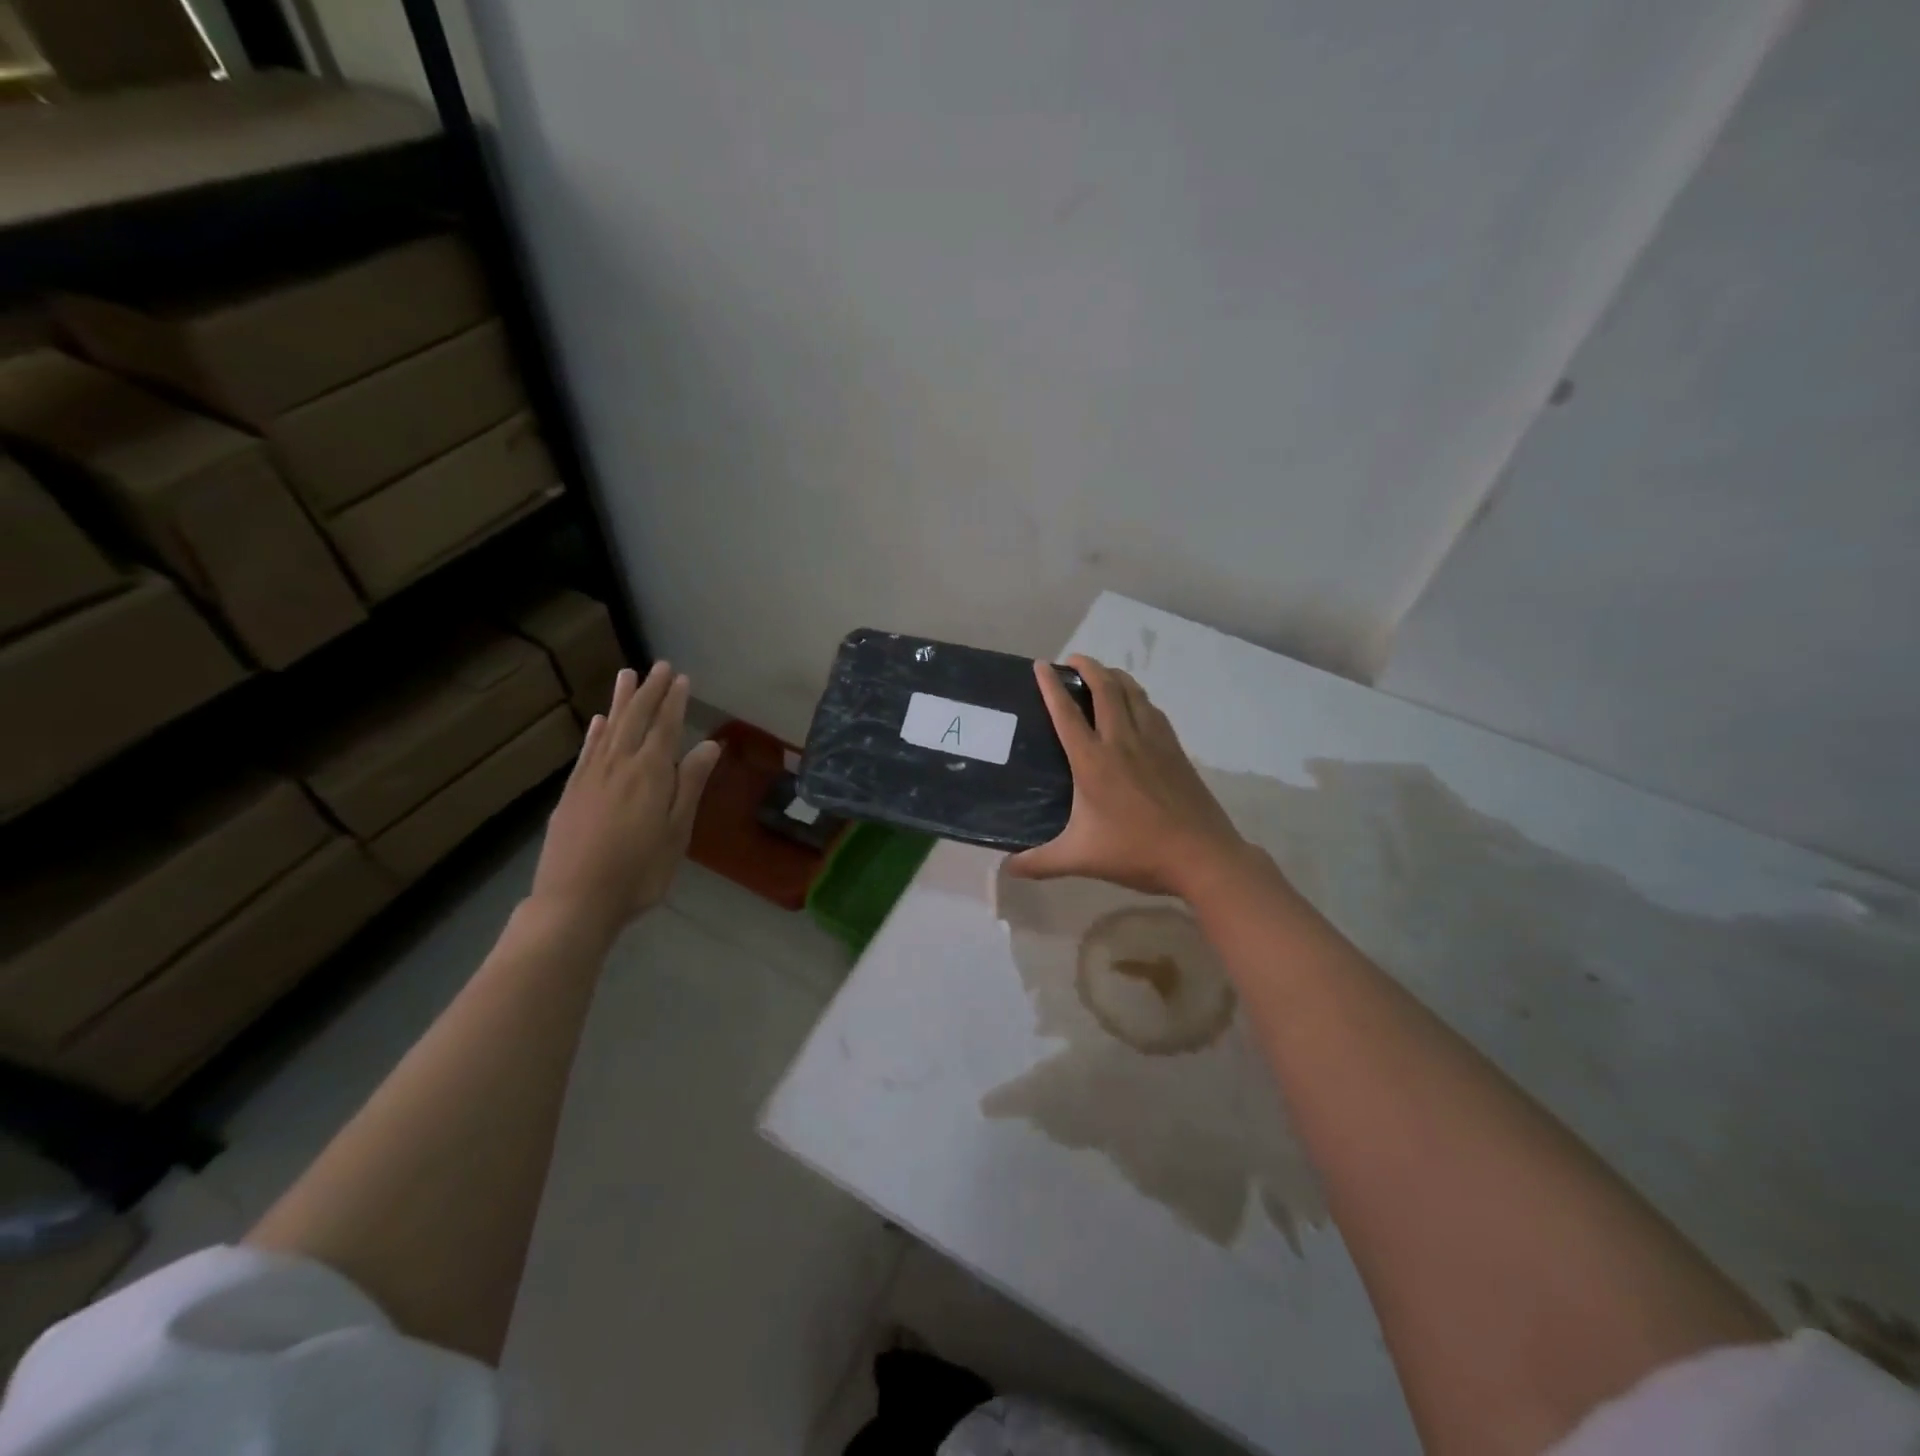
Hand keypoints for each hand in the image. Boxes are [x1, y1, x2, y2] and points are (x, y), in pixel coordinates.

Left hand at [529, 662, 720, 943]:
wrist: (575, 901)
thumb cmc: (639, 872)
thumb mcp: (677, 832)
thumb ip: (690, 785)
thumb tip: (709, 745)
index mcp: (651, 774)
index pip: (665, 728)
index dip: (674, 702)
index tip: (681, 679)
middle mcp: (620, 766)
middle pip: (636, 720)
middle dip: (650, 692)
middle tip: (660, 666)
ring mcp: (591, 778)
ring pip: (610, 729)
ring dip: (621, 701)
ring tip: (627, 675)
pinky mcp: (571, 793)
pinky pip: (587, 751)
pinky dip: (596, 732)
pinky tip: (600, 721)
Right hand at [1007, 655, 1248, 896]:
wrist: (1202, 855)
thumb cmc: (1136, 852)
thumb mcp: (1080, 859)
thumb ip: (1039, 862)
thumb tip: (1006, 869)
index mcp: (1094, 762)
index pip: (1067, 713)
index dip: (1051, 686)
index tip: (1041, 665)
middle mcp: (1123, 741)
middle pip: (1105, 689)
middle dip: (1087, 666)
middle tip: (1072, 660)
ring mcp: (1154, 742)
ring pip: (1133, 693)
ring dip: (1114, 676)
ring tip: (1102, 674)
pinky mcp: (1175, 750)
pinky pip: (1153, 710)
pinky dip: (1138, 697)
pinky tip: (1137, 705)